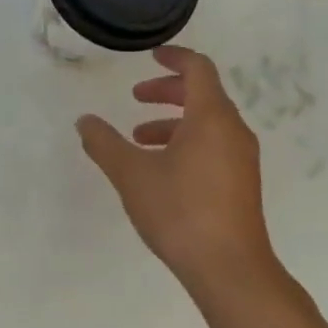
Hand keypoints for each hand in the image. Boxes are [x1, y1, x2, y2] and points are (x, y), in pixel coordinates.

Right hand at [76, 46, 280, 303]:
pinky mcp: (242, 183)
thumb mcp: (132, 175)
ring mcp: (242, 158)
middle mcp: (233, 130)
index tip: (151, 57)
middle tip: (136, 97)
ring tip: (139, 139)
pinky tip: (162, 170)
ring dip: (173, 122)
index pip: (198, 68)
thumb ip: (105, 144)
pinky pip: (214, 145)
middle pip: (203, 94)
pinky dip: (188, 142)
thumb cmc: (181, 212)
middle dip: (167, 91)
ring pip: (207, 123)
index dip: (174, 57)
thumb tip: (84, 121)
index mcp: (211, 116)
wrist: (232, 270)